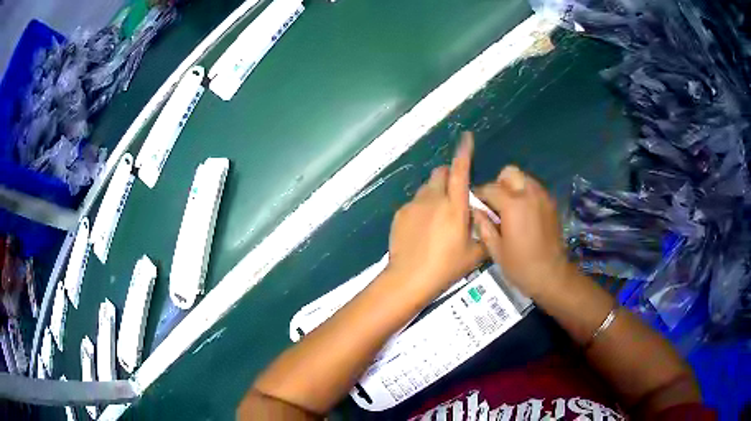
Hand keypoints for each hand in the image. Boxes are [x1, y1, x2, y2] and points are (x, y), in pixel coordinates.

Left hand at [386, 132, 484, 296]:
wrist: (409, 279)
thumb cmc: (446, 267)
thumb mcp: (475, 254)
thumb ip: (485, 233)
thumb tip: (489, 220)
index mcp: (455, 206)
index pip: (460, 171)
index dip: (464, 152)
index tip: (466, 137)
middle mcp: (433, 199)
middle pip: (440, 173)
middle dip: (448, 177)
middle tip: (453, 197)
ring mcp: (413, 205)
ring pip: (426, 188)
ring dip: (434, 193)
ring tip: (437, 217)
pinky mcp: (400, 214)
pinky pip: (414, 203)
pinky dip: (421, 208)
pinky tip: (421, 229)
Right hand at [473, 166, 569, 298]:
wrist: (552, 275)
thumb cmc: (521, 266)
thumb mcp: (496, 250)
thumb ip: (484, 226)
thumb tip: (477, 211)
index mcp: (513, 205)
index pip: (490, 188)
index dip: (479, 195)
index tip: (475, 204)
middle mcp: (529, 194)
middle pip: (510, 173)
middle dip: (499, 184)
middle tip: (496, 204)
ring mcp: (543, 197)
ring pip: (524, 178)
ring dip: (514, 187)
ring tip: (510, 209)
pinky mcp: (551, 204)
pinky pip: (535, 189)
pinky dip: (526, 194)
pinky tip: (524, 214)